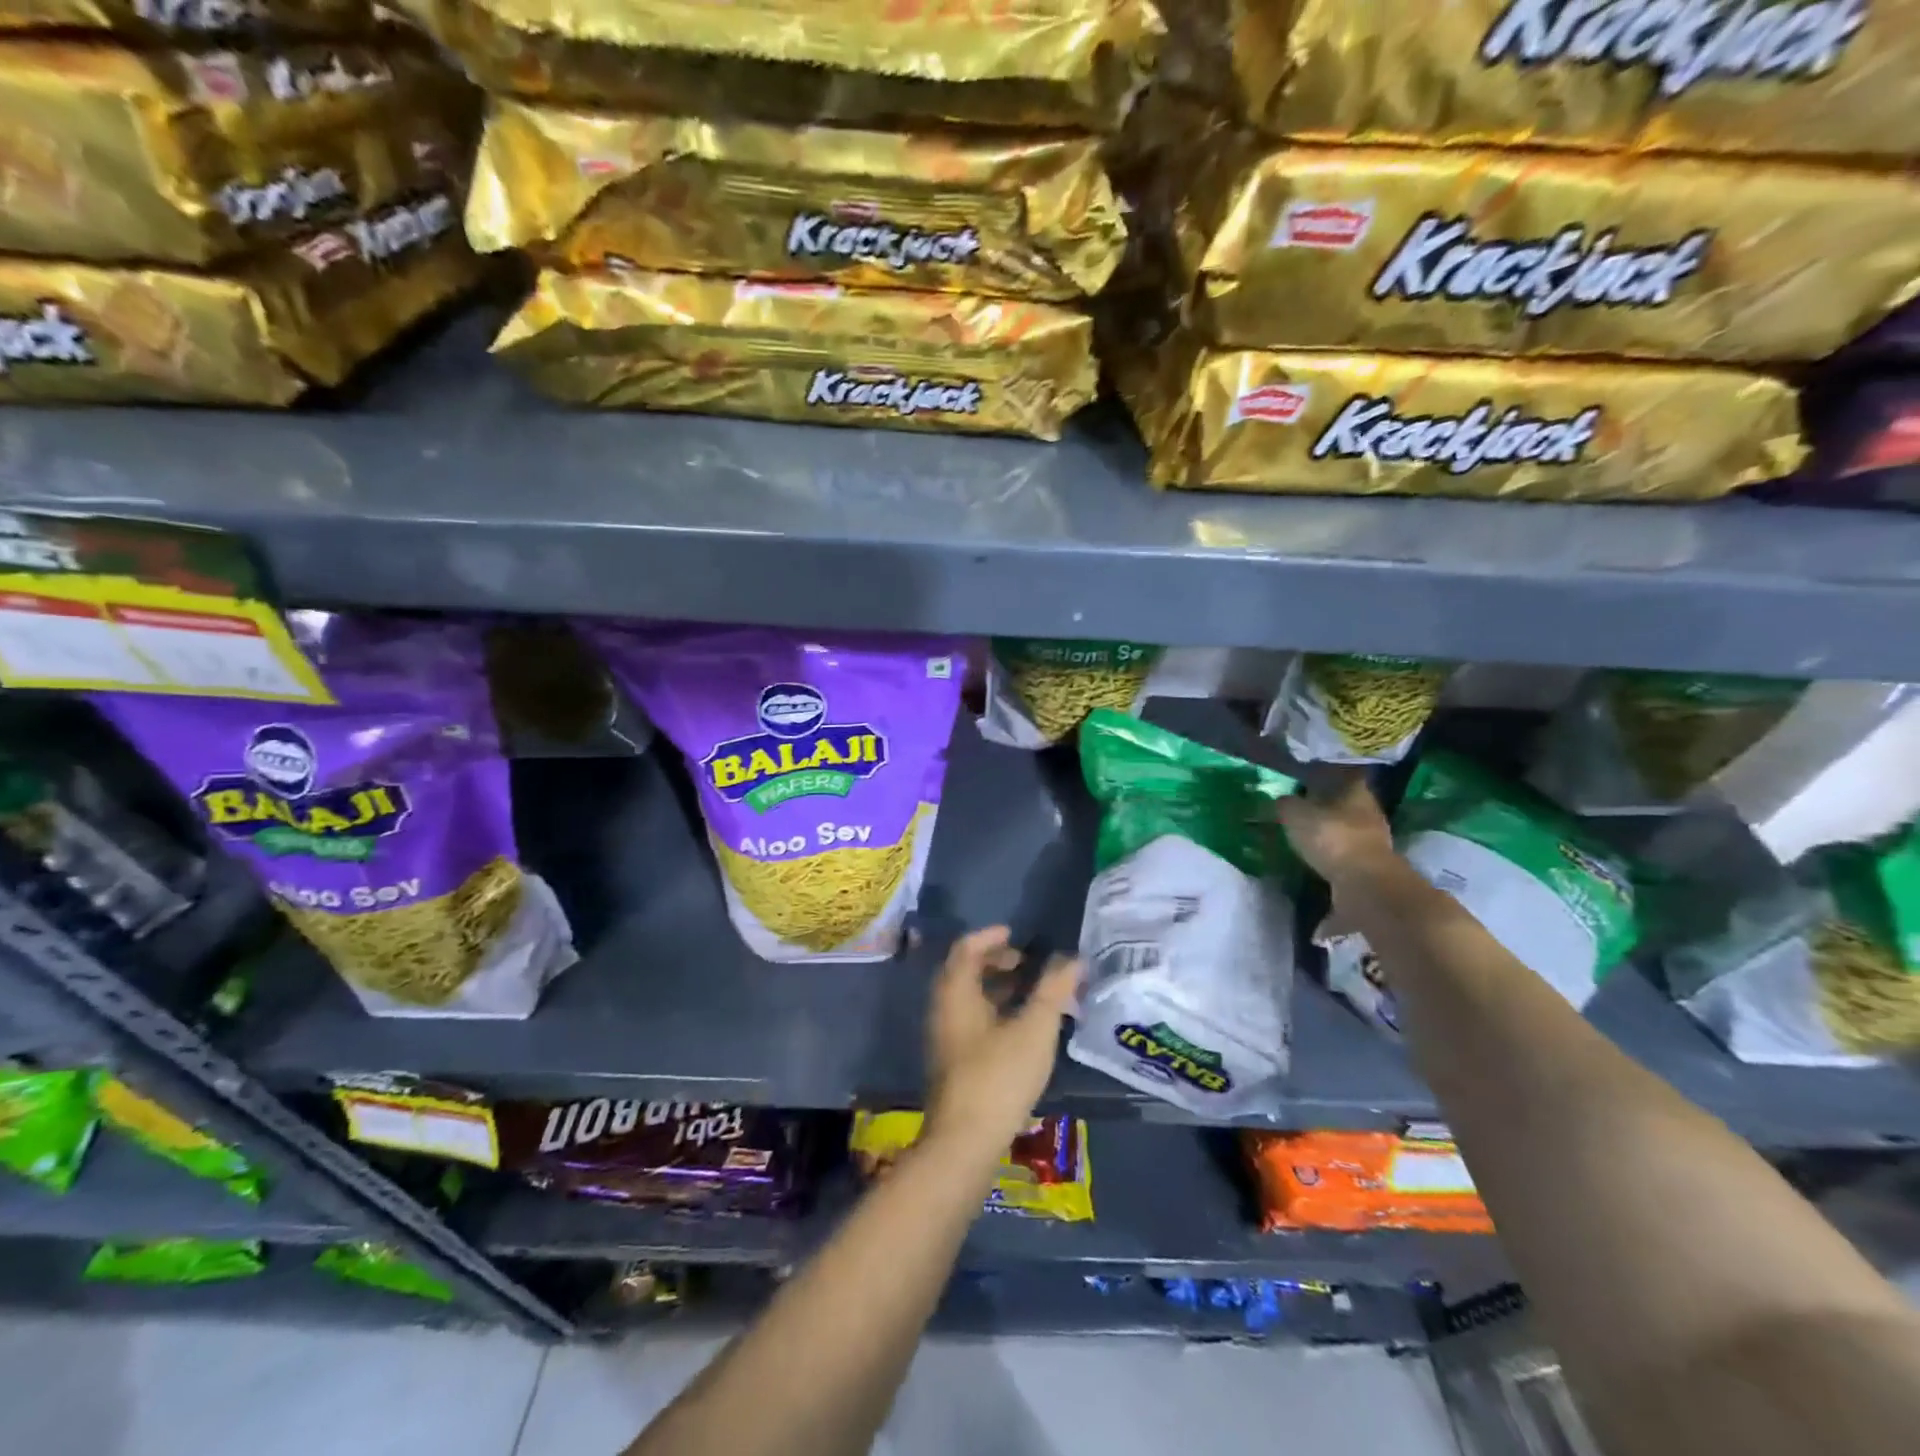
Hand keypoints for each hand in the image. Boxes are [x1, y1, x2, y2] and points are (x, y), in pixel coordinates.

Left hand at [923, 926, 1079, 1164]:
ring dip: (998, 988)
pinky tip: (1022, 1030)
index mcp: (956, 993)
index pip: (966, 949)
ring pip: (969, 998)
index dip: (991, 937)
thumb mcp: (1034, 1029)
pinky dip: (995, 1011)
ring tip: (1032, 995)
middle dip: (996, 962)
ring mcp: (945, 1038)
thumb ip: (1053, 991)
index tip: (1017, 935)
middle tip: (1028, 964)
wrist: (964, 1143)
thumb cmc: (998, 1077)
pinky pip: (972, 1020)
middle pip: (965, 971)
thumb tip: (1073, 959)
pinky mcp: (953, 1063)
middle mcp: (943, 1010)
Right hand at [1275, 769, 1400, 890]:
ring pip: (1347, 829)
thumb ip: (1286, 804)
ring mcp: (1374, 840)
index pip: (1342, 775)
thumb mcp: (1295, 814)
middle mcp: (1369, 812)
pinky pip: (1346, 853)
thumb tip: (1281, 800)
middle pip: (1345, 803)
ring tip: (1305, 836)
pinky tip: (1316, 858)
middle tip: (1300, 809)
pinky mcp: (1370, 866)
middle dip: (1325, 806)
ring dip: (1329, 832)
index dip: (1323, 776)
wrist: (1364, 883)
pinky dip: (1332, 855)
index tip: (1304, 779)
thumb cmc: (1331, 836)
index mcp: (1356, 791)